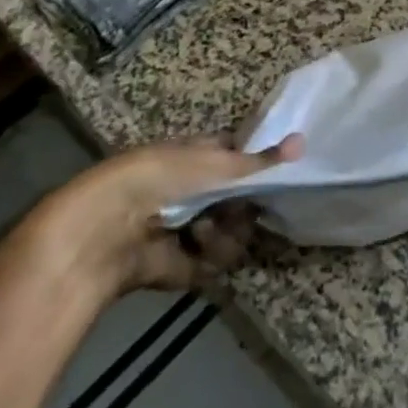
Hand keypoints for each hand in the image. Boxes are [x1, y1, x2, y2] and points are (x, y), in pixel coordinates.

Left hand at [31, 136, 302, 301]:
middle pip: (242, 199)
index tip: (280, 171)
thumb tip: (303, 142)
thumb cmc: (158, 179)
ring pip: (234, 232)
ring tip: (206, 230)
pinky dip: (210, 254)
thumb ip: (260, 161)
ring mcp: (189, 227)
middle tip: (243, 205)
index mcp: (198, 156)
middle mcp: (195, 190)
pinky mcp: (184, 264)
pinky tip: (195, 245)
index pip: (240, 157)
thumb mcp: (213, 163)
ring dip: (227, 231)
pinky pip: (217, 261)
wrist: (103, 230)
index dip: (260, 164)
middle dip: (245, 204)